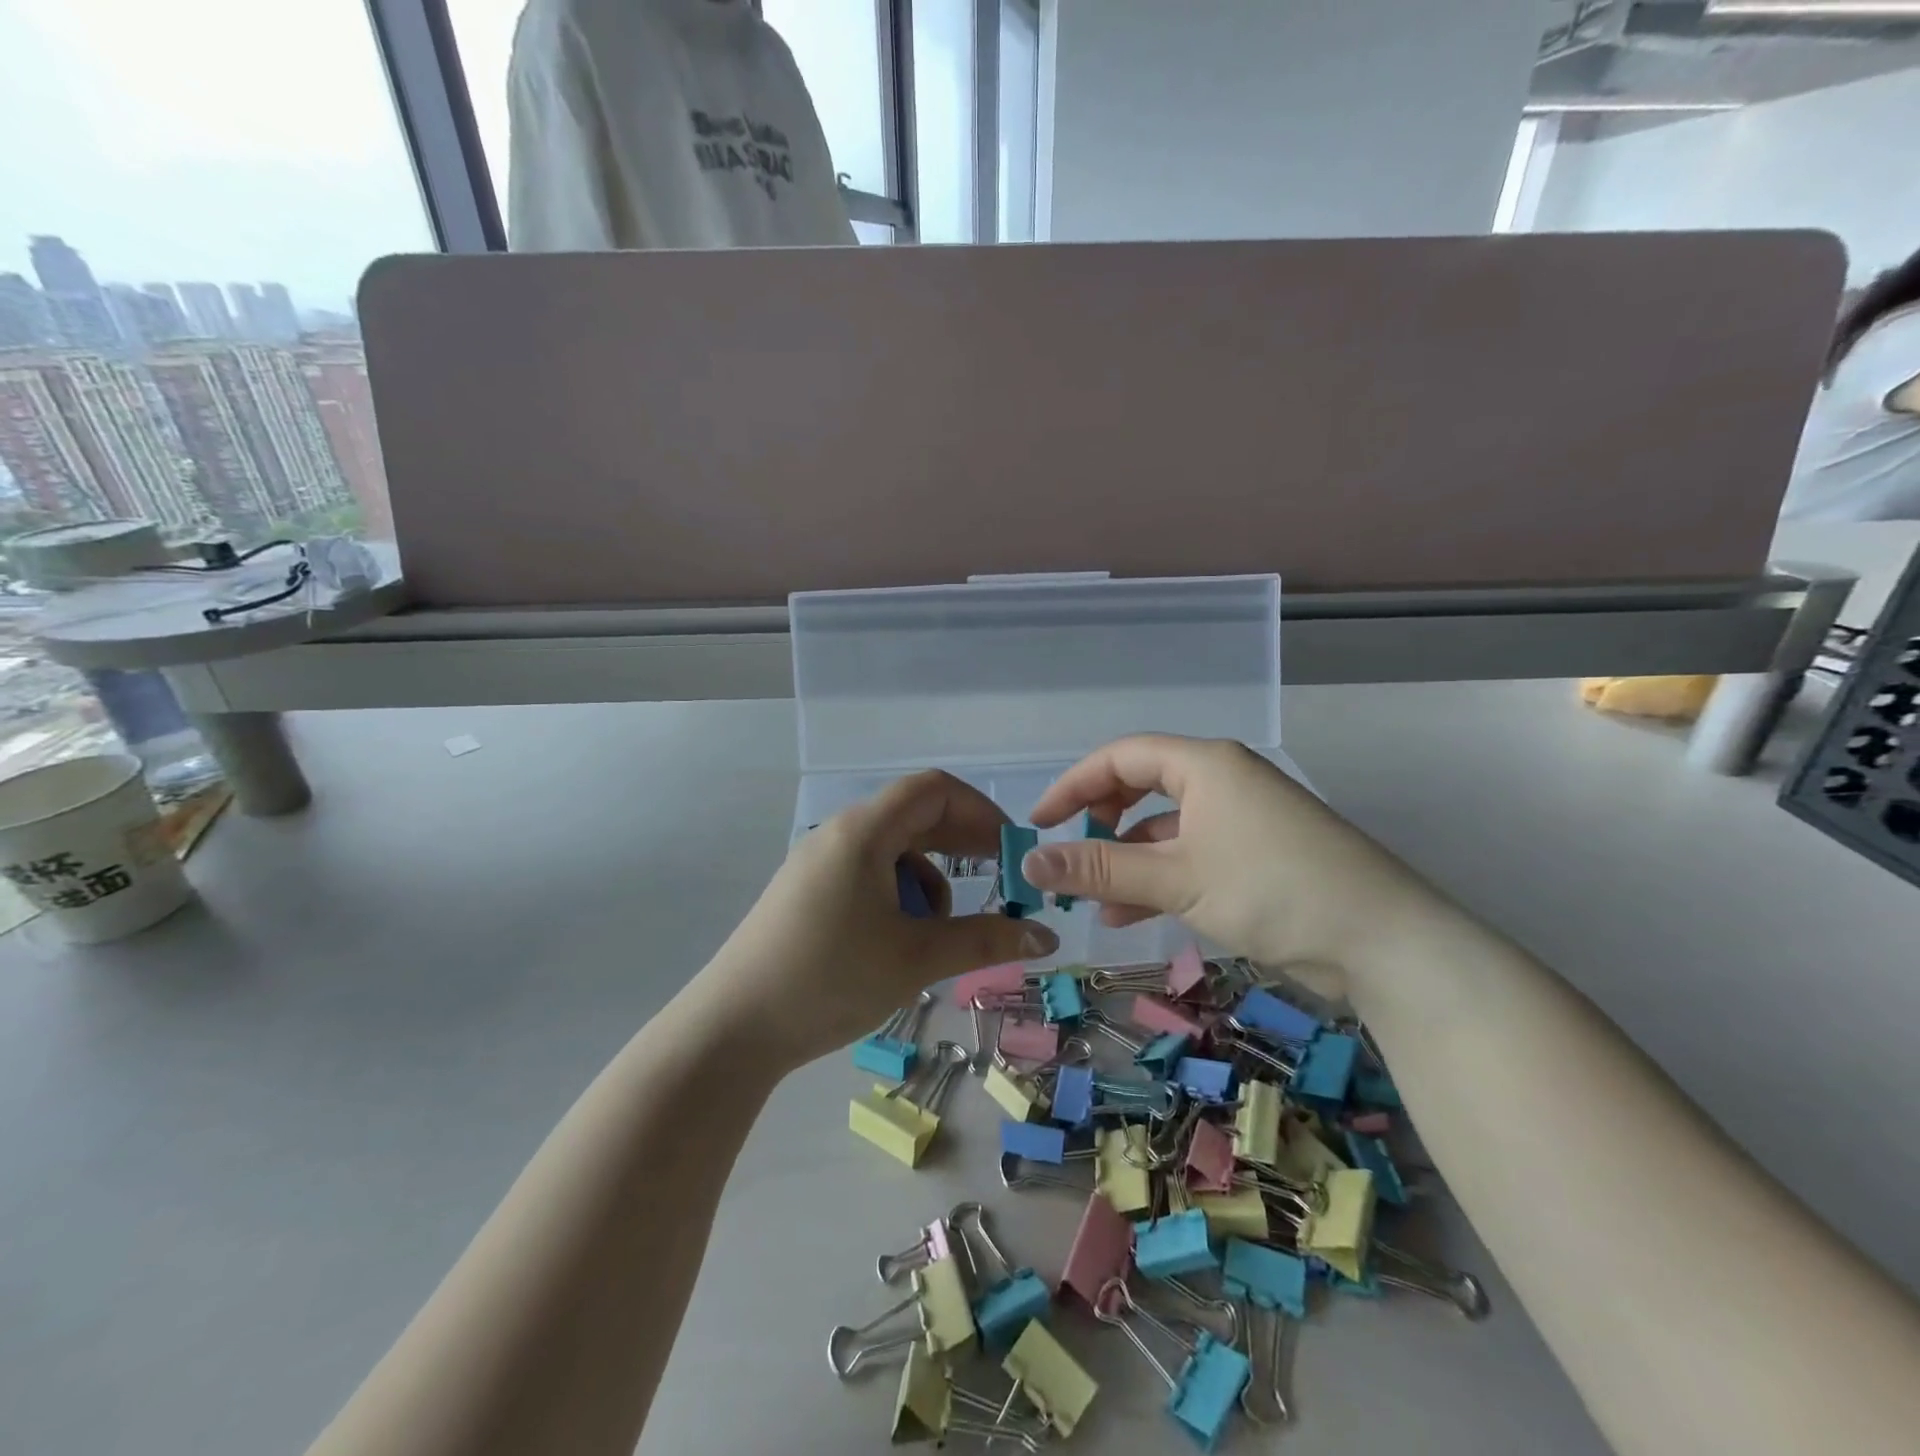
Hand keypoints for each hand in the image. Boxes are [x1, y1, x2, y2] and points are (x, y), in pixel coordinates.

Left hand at [696, 771, 1058, 1069]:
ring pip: (894, 852)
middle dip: (962, 846)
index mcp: (863, 831)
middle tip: (1001, 882)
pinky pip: (869, 875)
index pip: (934, 789)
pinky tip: (900, 943)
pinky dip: (899, 898)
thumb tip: (1047, 938)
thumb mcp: (915, 958)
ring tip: (937, 933)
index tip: (1013, 849)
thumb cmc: (829, 979)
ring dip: (929, 882)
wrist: (732, 1029)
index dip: (981, 810)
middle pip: (915, 817)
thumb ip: (985, 940)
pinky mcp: (809, 891)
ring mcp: (820, 862)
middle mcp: (840, 834)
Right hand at [1023, 735, 1433, 971]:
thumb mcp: (1175, 878)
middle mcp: (1223, 780)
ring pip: (1166, 828)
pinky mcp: (1259, 856)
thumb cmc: (1272, 890)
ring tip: (1096, 902)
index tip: (1039, 823)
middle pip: (1142, 786)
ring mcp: (1244, 818)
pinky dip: (1161, 878)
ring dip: (1128, 860)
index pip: (1121, 757)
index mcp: (1204, 764)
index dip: (1073, 786)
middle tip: (1072, 854)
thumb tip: (1029, 862)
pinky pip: (1192, 855)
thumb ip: (1099, 868)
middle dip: (1101, 821)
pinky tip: (1135, 914)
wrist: (1385, 942)